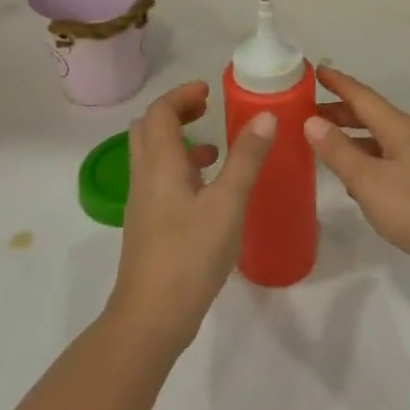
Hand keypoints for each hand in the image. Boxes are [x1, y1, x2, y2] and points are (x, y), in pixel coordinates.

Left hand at [109, 81, 274, 355]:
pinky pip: (160, 180)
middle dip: (176, 112)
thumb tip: (266, 115)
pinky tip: (210, 191)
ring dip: (179, 141)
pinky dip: (181, 169)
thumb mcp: (228, 202)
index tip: (209, 90)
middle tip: (207, 109)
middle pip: (149, 129)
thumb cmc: (190, 254)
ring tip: (216, 148)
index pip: (159, 112)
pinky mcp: (148, 226)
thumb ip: (246, 158)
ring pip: (153, 156)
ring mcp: (143, 203)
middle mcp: (145, 176)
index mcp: (160, 163)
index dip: (182, 95)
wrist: (150, 318)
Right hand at [305, 66, 409, 298]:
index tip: (315, 70)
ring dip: (351, 140)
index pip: (362, 96)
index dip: (338, 82)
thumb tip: (312, 120)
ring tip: (322, 144)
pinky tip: (351, 183)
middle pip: (370, 117)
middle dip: (340, 111)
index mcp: (399, 128)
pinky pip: (386, 165)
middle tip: (306, 111)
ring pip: (378, 142)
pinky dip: (365, 165)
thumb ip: (338, 151)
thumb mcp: (369, 180)